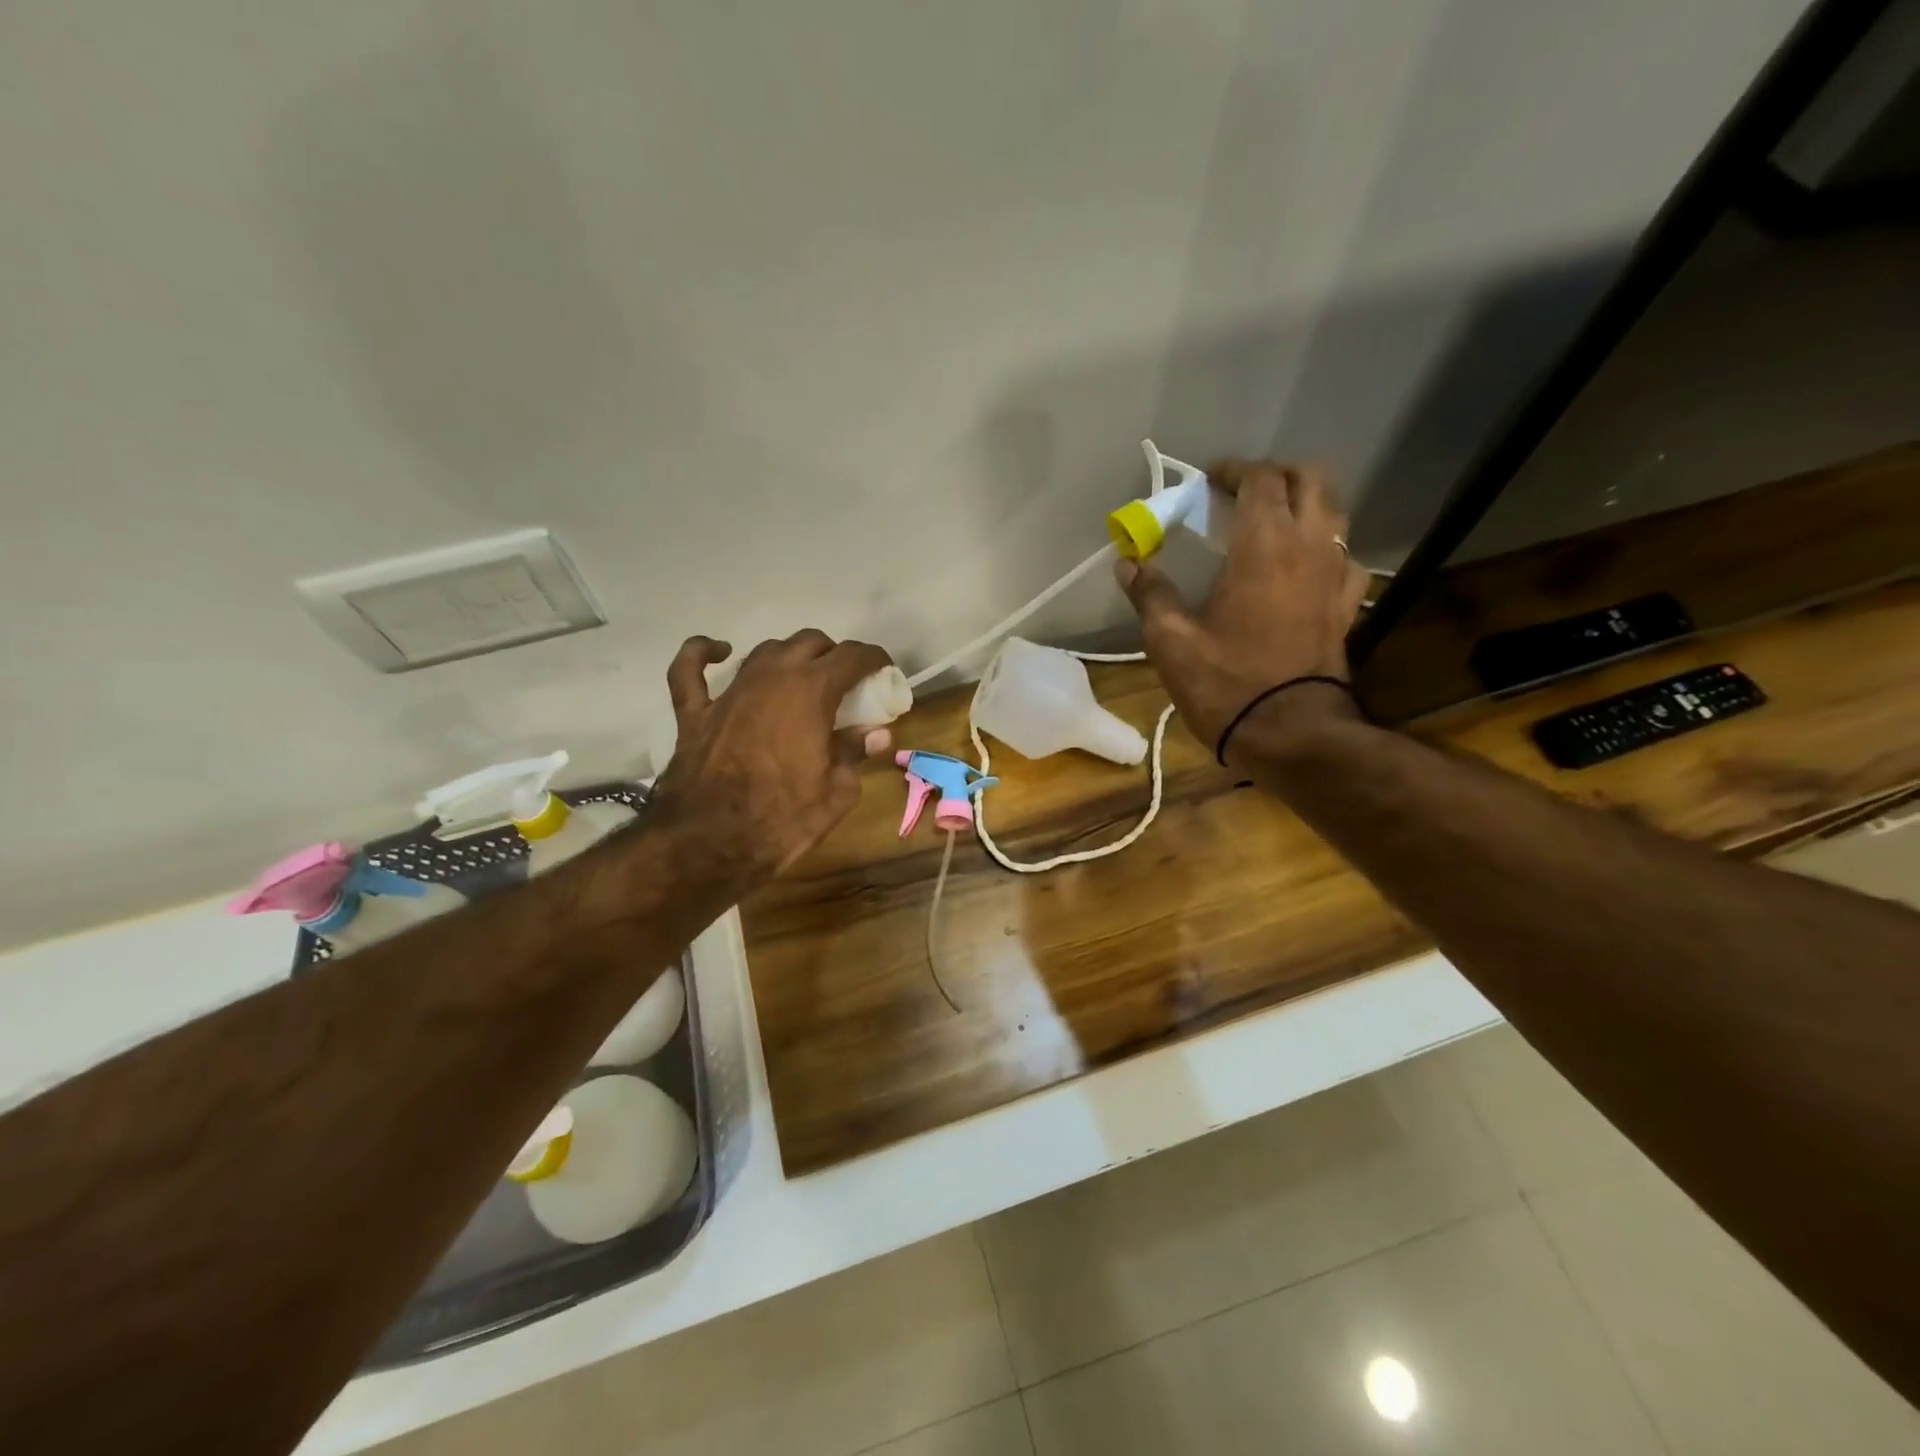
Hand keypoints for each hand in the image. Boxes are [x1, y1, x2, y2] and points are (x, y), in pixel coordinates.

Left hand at [649, 630, 894, 886]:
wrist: (709, 844)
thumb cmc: (782, 820)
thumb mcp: (836, 793)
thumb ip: (854, 754)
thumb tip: (876, 734)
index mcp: (811, 692)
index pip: (852, 656)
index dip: (873, 658)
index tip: (883, 669)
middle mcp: (771, 677)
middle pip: (809, 643)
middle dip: (833, 655)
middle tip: (845, 681)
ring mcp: (729, 692)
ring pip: (764, 651)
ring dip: (788, 656)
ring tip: (800, 676)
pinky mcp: (694, 712)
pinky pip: (691, 669)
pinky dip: (703, 654)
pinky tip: (719, 652)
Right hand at [1115, 460, 1369, 759]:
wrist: (1291, 733)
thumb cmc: (1226, 683)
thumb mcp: (1171, 641)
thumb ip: (1150, 594)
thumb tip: (1127, 563)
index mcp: (1265, 545)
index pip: (1261, 480)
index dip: (1234, 471)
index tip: (1209, 481)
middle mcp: (1310, 546)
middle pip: (1310, 479)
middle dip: (1276, 475)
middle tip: (1242, 493)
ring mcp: (1336, 574)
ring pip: (1334, 512)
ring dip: (1304, 504)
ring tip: (1271, 523)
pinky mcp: (1347, 605)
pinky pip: (1344, 556)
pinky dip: (1323, 546)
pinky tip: (1302, 567)